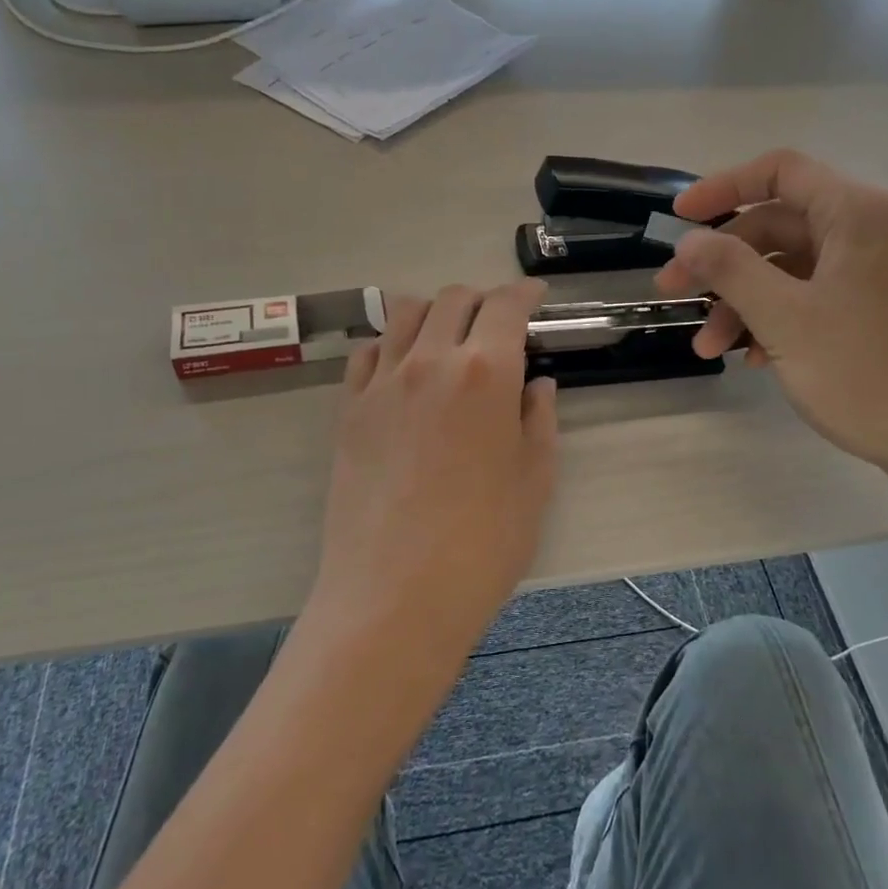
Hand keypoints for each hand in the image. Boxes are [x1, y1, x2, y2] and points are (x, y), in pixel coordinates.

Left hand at [313, 281, 559, 651]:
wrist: (395, 595)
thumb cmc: (482, 544)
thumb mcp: (535, 481)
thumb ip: (539, 421)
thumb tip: (536, 385)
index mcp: (485, 373)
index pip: (506, 306)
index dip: (525, 293)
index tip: (535, 297)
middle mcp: (430, 361)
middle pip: (453, 299)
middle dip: (482, 300)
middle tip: (497, 324)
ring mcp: (382, 383)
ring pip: (405, 314)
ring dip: (434, 313)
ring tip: (448, 339)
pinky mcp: (349, 410)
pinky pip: (368, 353)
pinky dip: (392, 345)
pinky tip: (404, 370)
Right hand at [655, 149, 887, 476]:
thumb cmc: (865, 371)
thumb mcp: (784, 317)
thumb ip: (730, 269)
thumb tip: (689, 241)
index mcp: (859, 211)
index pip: (780, 171)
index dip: (721, 188)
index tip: (678, 219)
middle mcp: (873, 227)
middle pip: (778, 225)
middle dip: (722, 263)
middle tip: (675, 293)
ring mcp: (878, 268)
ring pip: (791, 267)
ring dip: (743, 301)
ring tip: (709, 348)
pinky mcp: (879, 305)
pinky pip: (814, 294)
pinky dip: (776, 318)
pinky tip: (751, 358)